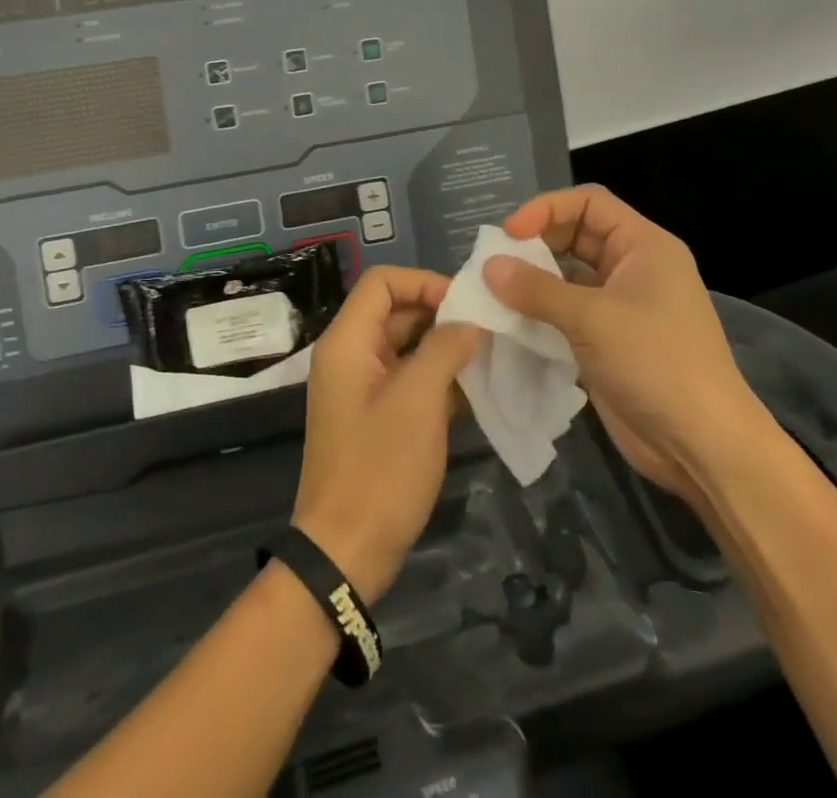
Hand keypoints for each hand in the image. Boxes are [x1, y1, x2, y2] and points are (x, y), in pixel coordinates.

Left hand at [291, 265, 479, 602]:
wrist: (346, 553)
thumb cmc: (379, 470)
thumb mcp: (418, 401)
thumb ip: (444, 349)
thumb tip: (469, 322)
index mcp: (348, 342)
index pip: (382, 282)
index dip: (424, 282)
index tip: (465, 305)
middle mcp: (351, 355)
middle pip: (396, 311)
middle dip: (441, 315)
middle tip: (487, 331)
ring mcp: (363, 387)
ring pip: (406, 346)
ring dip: (445, 348)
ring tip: (489, 358)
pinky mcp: (376, 416)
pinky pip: (408, 379)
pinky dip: (438, 378)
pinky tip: (475, 391)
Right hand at [484, 186, 766, 496]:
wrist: (702, 446)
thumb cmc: (656, 363)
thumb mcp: (592, 319)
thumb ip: (536, 289)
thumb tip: (488, 266)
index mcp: (644, 246)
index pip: (589, 203)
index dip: (547, 209)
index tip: (509, 233)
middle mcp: (634, 268)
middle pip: (576, 236)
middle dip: (535, 245)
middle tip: (495, 265)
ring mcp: (623, 307)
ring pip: (569, 277)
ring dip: (533, 283)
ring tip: (494, 294)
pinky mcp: (610, 341)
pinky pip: (568, 313)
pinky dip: (541, 314)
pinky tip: (511, 325)